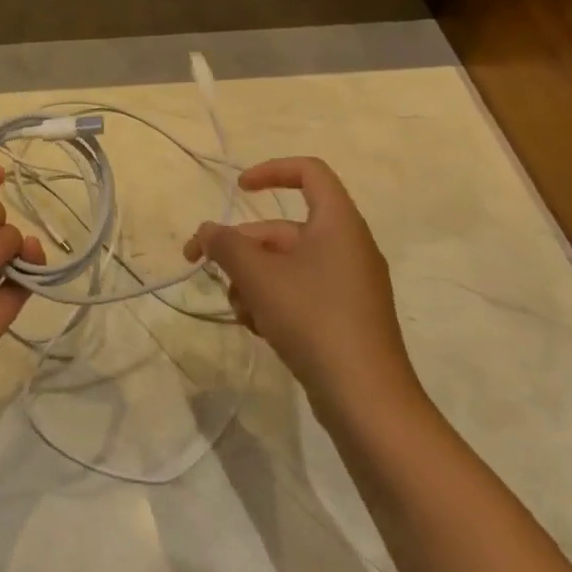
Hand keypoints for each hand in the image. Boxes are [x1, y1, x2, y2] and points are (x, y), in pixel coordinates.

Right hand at [184, 157, 419, 420]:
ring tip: (239, 309)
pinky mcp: (345, 318)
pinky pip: (301, 292)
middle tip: (204, 266)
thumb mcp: (259, 276)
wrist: (367, 400)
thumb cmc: (313, 320)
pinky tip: (258, 328)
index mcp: (338, 224)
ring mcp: (349, 285)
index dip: (271, 171)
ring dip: (253, 279)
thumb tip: (206, 232)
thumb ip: (226, 245)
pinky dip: (274, 302)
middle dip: (242, 246)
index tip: (239, 190)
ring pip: (287, 265)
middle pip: (284, 229)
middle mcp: (348, 247)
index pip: (309, 172)